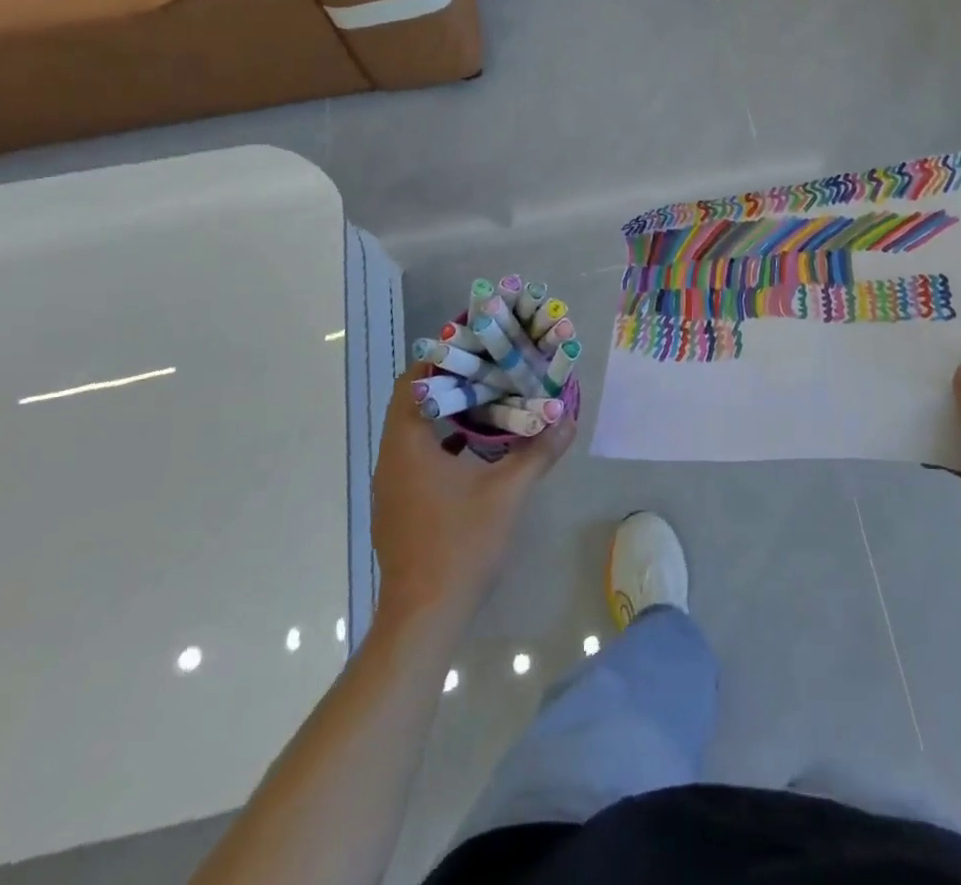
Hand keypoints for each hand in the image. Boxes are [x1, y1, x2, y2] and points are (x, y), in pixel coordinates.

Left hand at [371, 371, 574, 626]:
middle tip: (492, 367)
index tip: (476, 344)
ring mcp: (392, 484)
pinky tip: (479, 447)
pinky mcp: (399, 505)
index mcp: (408, 445)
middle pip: (416, 401)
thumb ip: (538, 452)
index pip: (414, 381)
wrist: (423, 617)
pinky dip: (445, 441)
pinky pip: (418, 455)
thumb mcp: (508, 493)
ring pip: (417, 430)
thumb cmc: (460, 545)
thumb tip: (567, 418)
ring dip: (450, 412)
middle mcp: (392, 458)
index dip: (442, 357)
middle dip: (453, 382)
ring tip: (491, 399)